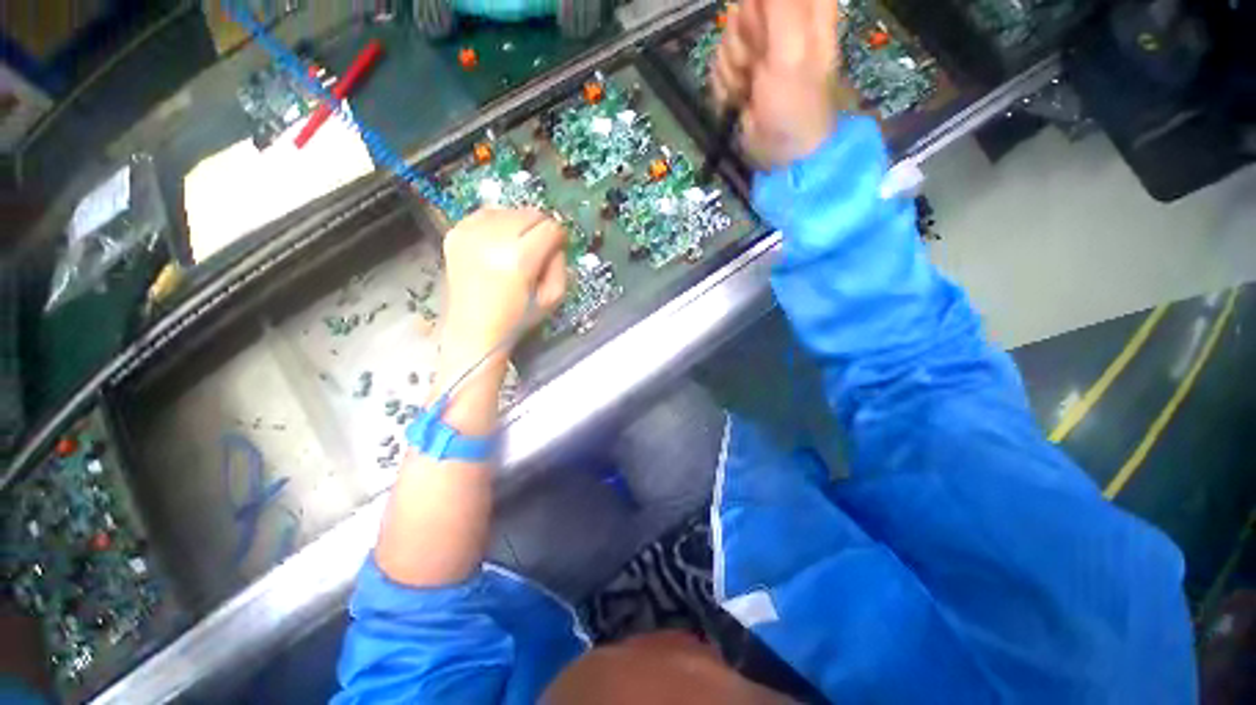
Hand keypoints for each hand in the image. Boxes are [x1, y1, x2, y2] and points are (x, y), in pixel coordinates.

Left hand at [441, 208, 566, 358]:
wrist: (473, 329)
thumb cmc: (517, 318)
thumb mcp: (553, 297)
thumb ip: (560, 265)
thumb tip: (555, 242)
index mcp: (519, 260)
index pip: (549, 228)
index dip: (559, 237)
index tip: (559, 247)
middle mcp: (492, 240)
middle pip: (530, 213)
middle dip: (540, 227)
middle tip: (539, 247)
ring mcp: (470, 234)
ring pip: (508, 210)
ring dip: (520, 224)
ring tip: (518, 245)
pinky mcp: (455, 233)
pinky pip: (486, 213)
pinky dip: (498, 223)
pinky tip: (499, 241)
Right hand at [711, 0, 843, 168]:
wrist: (778, 156)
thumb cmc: (794, 107)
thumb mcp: (793, 50)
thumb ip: (781, 4)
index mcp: (806, 7)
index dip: (758, 9)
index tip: (763, 30)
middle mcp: (781, 20)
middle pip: (743, 7)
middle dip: (743, 38)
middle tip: (758, 65)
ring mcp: (757, 47)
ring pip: (727, 36)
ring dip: (733, 69)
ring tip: (751, 90)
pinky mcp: (739, 70)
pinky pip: (718, 64)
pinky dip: (725, 86)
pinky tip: (740, 99)